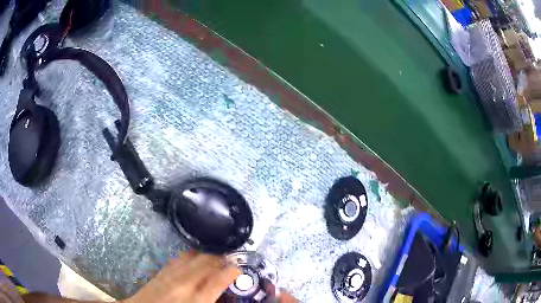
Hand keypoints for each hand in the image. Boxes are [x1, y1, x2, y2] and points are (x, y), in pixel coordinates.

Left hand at [124, 251, 239, 302]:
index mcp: (196, 300)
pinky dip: (190, 257)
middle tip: (229, 261)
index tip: (239, 269)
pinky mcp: (160, 273)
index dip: (232, 271)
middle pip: (206, 263)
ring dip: (205, 256)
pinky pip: (178, 259)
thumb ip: (209, 299)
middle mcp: (183, 285)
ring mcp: (169, 276)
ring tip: (214, 258)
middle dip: (220, 259)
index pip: (218, 279)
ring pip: (192, 257)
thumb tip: (218, 292)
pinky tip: (193, 259)